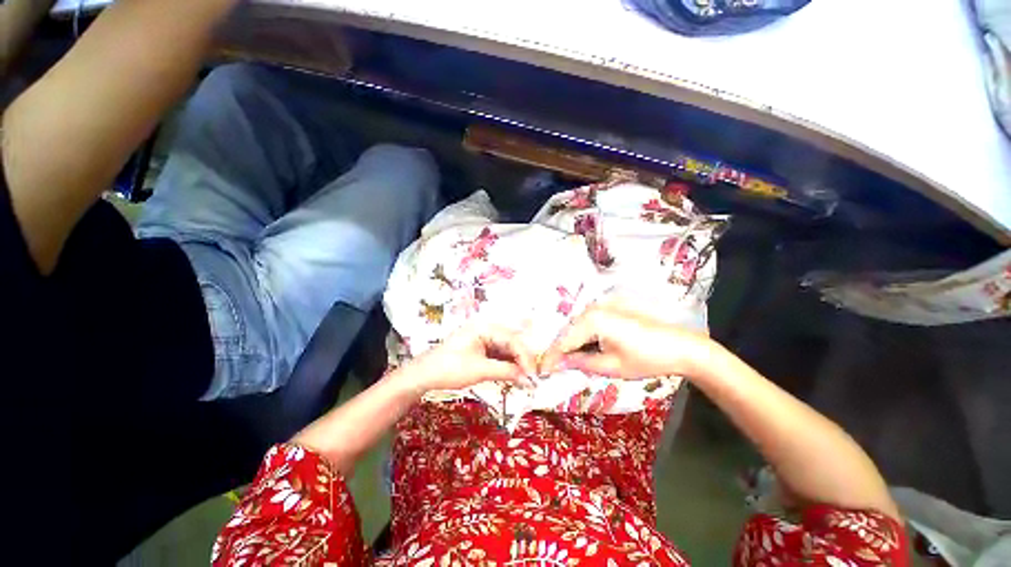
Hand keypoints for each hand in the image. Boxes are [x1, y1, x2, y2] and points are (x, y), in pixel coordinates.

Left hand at [401, 323, 537, 394]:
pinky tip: (515, 376)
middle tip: (533, 378)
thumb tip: (529, 380)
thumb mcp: (479, 370)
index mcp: (485, 327)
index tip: (533, 375)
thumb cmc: (449, 368)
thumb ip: (506, 372)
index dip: (525, 357)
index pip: (512, 340)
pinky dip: (507, 366)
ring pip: (507, 350)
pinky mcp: (481, 349)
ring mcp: (484, 338)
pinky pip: (499, 355)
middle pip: (512, 343)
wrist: (424, 375)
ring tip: (526, 379)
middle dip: (523, 360)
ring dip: (516, 364)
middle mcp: (487, 329)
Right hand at [539, 301, 716, 379]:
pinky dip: (582, 337)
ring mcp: (602, 307)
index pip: (564, 340)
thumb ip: (580, 362)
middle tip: (552, 368)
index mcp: (593, 320)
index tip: (541, 372)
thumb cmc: (647, 359)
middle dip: (559, 350)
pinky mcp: (609, 309)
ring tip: (564, 361)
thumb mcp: (611, 366)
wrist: (681, 346)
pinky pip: (587, 323)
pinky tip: (581, 349)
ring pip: (576, 327)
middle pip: (568, 331)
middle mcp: (593, 309)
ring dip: (570, 344)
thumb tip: (557, 363)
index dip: (551, 357)